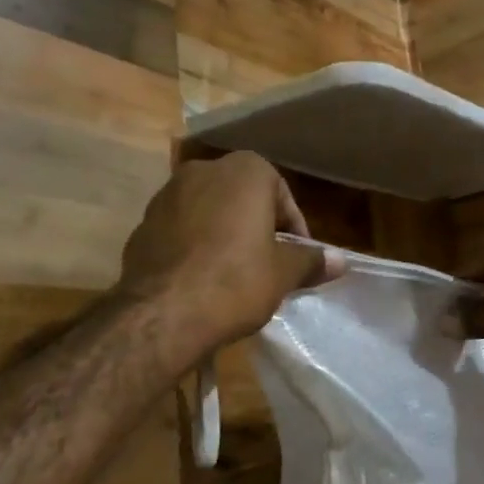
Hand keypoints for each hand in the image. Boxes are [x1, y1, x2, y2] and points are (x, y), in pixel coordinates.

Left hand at [118, 152, 337, 359]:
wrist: (161, 313)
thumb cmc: (235, 281)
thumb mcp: (283, 273)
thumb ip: (311, 260)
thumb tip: (341, 260)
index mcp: (244, 170)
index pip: (281, 194)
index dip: (293, 229)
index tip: (297, 259)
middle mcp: (203, 170)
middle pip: (243, 199)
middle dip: (257, 228)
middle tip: (269, 266)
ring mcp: (167, 194)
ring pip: (210, 212)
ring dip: (225, 235)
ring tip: (234, 275)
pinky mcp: (143, 223)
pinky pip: (181, 230)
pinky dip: (195, 247)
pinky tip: (201, 279)